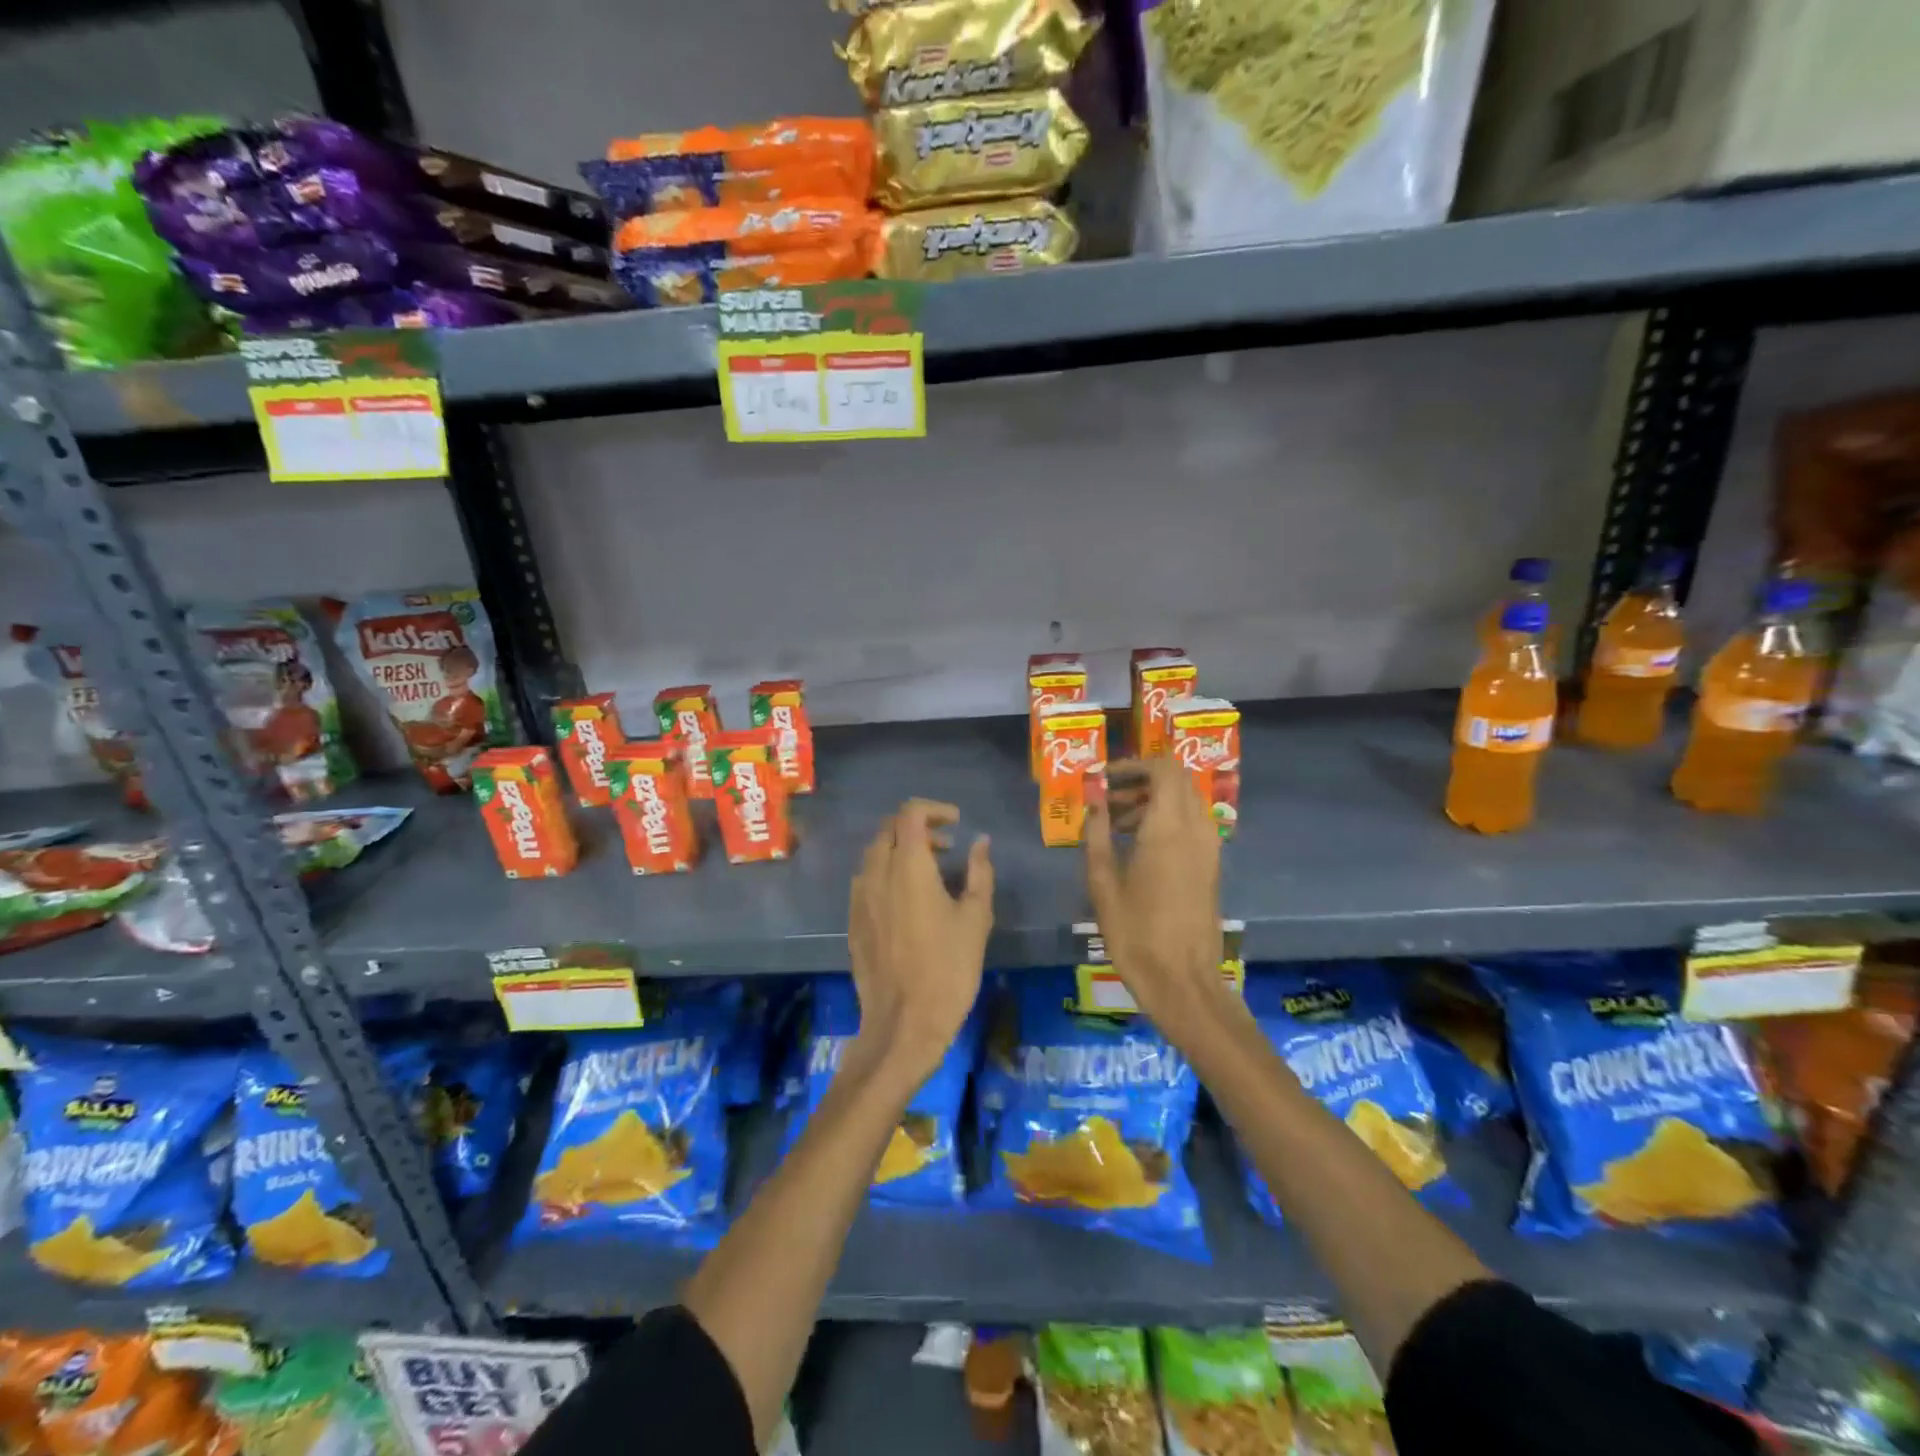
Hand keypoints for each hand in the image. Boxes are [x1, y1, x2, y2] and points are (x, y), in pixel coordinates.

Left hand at [847, 799, 993, 1086]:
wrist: (903, 1023)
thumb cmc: (948, 968)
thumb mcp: (976, 918)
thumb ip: (979, 872)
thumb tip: (980, 842)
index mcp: (908, 865)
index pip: (910, 813)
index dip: (934, 809)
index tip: (957, 824)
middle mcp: (877, 872)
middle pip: (889, 829)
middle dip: (918, 828)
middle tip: (947, 847)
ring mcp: (860, 897)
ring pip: (875, 854)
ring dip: (901, 850)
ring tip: (931, 872)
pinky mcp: (853, 920)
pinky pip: (867, 880)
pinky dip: (887, 873)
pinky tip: (908, 900)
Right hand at [1085, 758, 1226, 1037]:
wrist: (1183, 981)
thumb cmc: (1136, 934)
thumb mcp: (1103, 884)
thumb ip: (1097, 835)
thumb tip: (1093, 803)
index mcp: (1169, 828)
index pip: (1164, 768)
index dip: (1134, 764)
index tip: (1105, 778)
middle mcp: (1196, 829)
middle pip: (1177, 781)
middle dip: (1141, 780)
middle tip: (1107, 799)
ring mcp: (1209, 848)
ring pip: (1185, 802)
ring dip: (1153, 801)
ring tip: (1115, 824)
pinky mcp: (1211, 867)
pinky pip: (1191, 824)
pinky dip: (1166, 820)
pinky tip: (1137, 847)